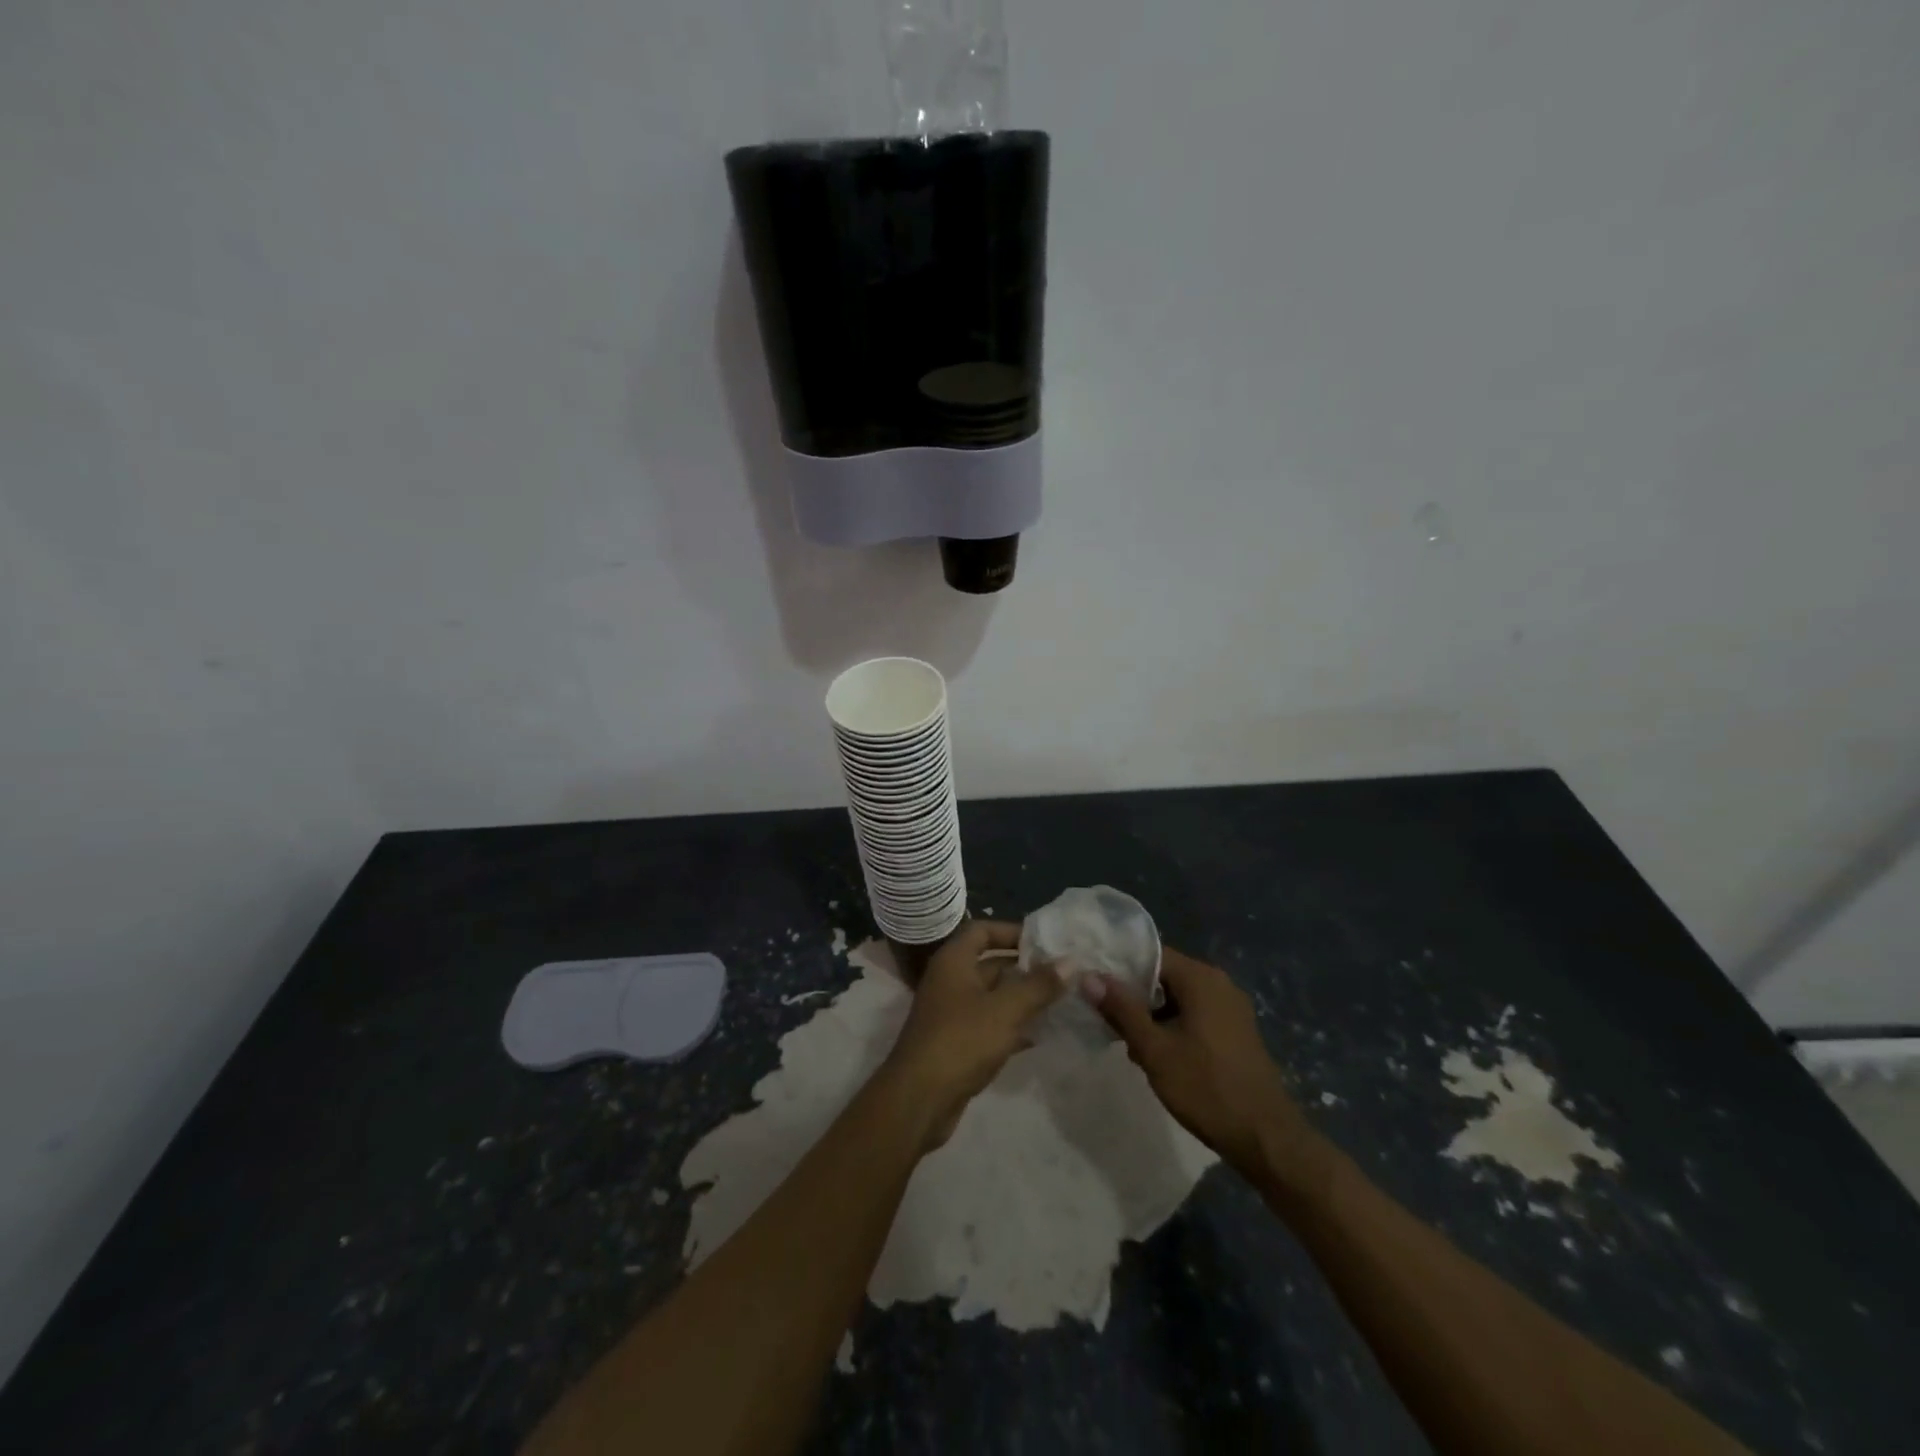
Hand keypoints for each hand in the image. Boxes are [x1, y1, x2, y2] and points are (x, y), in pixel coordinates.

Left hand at [881, 920, 1061, 1150]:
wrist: (919, 1099)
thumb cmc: (961, 1041)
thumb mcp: (1005, 1010)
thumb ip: (1038, 985)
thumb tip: (1071, 961)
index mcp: (953, 962)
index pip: (982, 930)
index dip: (1011, 931)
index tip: (1044, 941)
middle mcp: (949, 981)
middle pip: (990, 964)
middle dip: (1024, 968)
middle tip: (1063, 973)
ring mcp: (951, 1013)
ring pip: (992, 997)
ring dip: (1022, 998)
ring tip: (1060, 1002)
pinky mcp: (957, 1043)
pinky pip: (989, 1024)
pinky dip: (1012, 1026)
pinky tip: (1040, 1035)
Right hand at [1083, 947, 1320, 1184]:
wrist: (1265, 1138)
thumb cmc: (1206, 1088)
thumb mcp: (1154, 1049)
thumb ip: (1121, 1010)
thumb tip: (1090, 977)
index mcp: (1201, 978)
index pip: (1150, 955)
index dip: (1119, 968)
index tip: (1095, 986)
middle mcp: (1219, 983)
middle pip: (1163, 976)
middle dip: (1135, 998)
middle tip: (1108, 1022)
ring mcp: (1231, 1008)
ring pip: (1178, 999)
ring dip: (1152, 1016)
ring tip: (1130, 1045)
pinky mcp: (1235, 1031)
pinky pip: (1195, 1015)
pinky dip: (1173, 1027)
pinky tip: (1159, 1056)